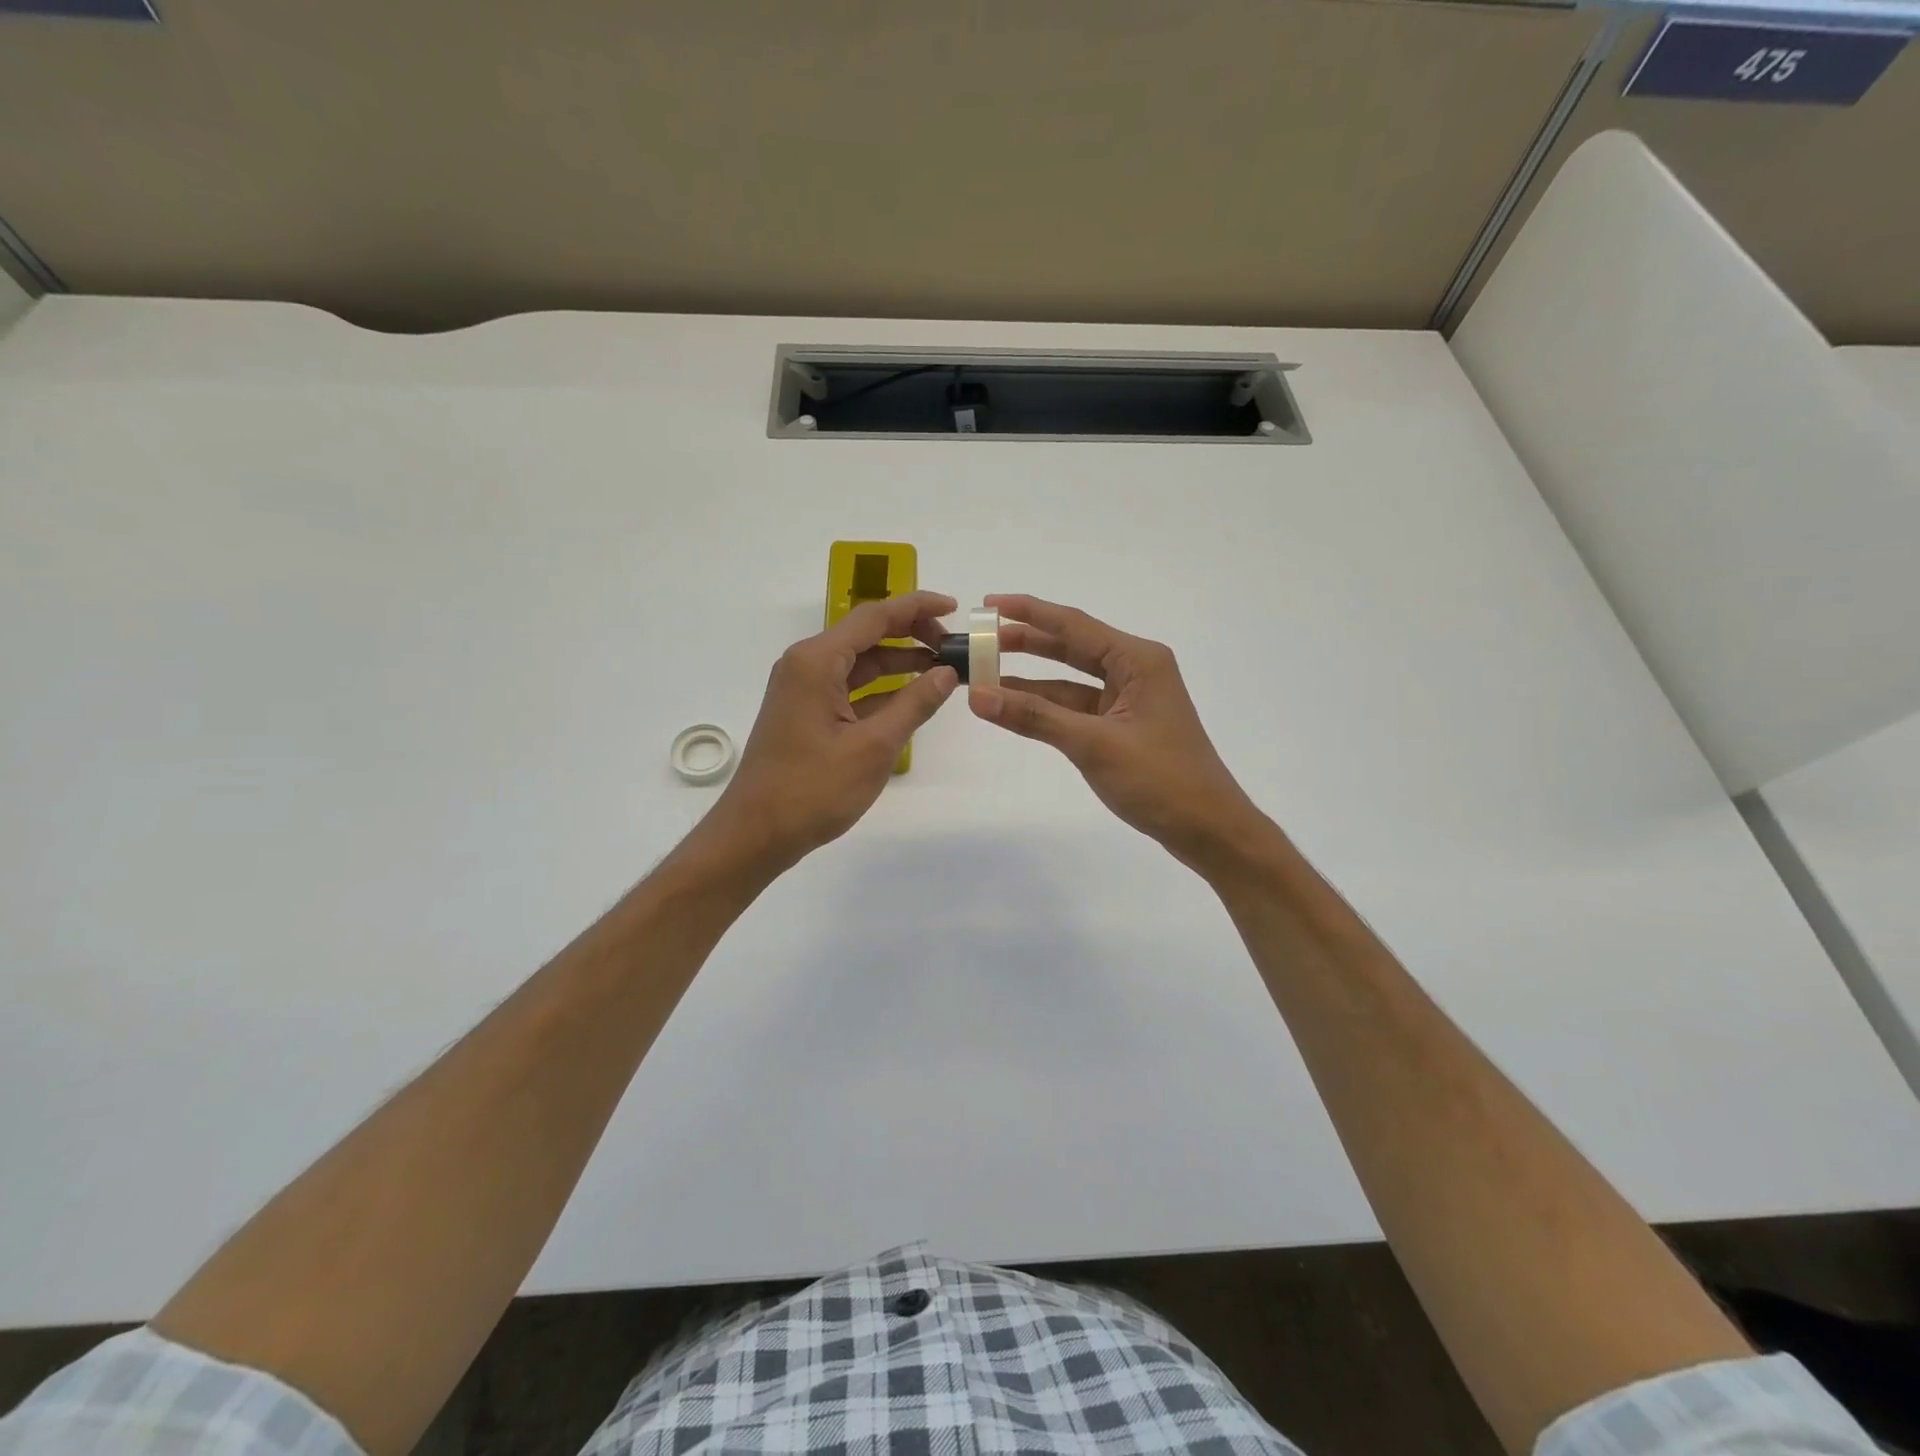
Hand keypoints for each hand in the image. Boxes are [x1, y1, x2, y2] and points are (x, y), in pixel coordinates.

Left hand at [696, 590, 959, 873]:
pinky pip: (850, 688)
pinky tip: (911, 697)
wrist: (756, 834)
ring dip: (899, 663)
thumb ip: (914, 705)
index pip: (875, 617)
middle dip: (911, 635)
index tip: (955, 608)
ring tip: (942, 670)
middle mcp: (807, 665)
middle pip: (866, 635)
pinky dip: (881, 689)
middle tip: (953, 647)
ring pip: (860, 663)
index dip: (917, 608)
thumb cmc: (812, 790)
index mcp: (817, 661)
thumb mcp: (873, 747)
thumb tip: (947, 672)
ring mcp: (804, 689)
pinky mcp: (806, 713)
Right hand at [969, 594, 1268, 874]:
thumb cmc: (1159, 780)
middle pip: (1071, 647)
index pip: (1073, 625)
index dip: (1028, 612)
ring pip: (1070, 680)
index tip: (988, 605)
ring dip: (1031, 679)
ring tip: (984, 673)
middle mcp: (1134, 670)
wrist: (1207, 828)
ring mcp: (1128, 700)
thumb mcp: (1093, 744)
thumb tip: (977, 695)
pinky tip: (1013, 707)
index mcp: (1137, 660)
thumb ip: (1034, 717)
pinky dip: (1046, 708)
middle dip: (1026, 643)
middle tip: (979, 640)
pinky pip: (1076, 707)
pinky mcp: (1122, 727)